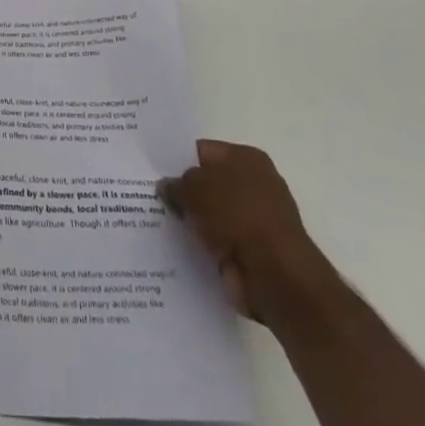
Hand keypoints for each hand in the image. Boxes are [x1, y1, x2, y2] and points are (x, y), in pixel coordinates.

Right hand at [158, 140, 336, 324]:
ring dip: (192, 221)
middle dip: (183, 192)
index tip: (152, 170)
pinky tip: (176, 247)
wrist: (275, 275)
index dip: (177, 159)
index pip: (203, 151)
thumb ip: (176, 184)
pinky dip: (202, 246)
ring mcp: (255, 220)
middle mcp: (254, 184)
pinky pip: (218, 242)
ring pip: (211, 214)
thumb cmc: (237, 216)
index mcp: (246, 158)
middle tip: (149, 196)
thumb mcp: (195, 188)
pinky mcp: (252, 252)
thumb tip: (166, 186)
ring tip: (156, 222)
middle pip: (208, 183)